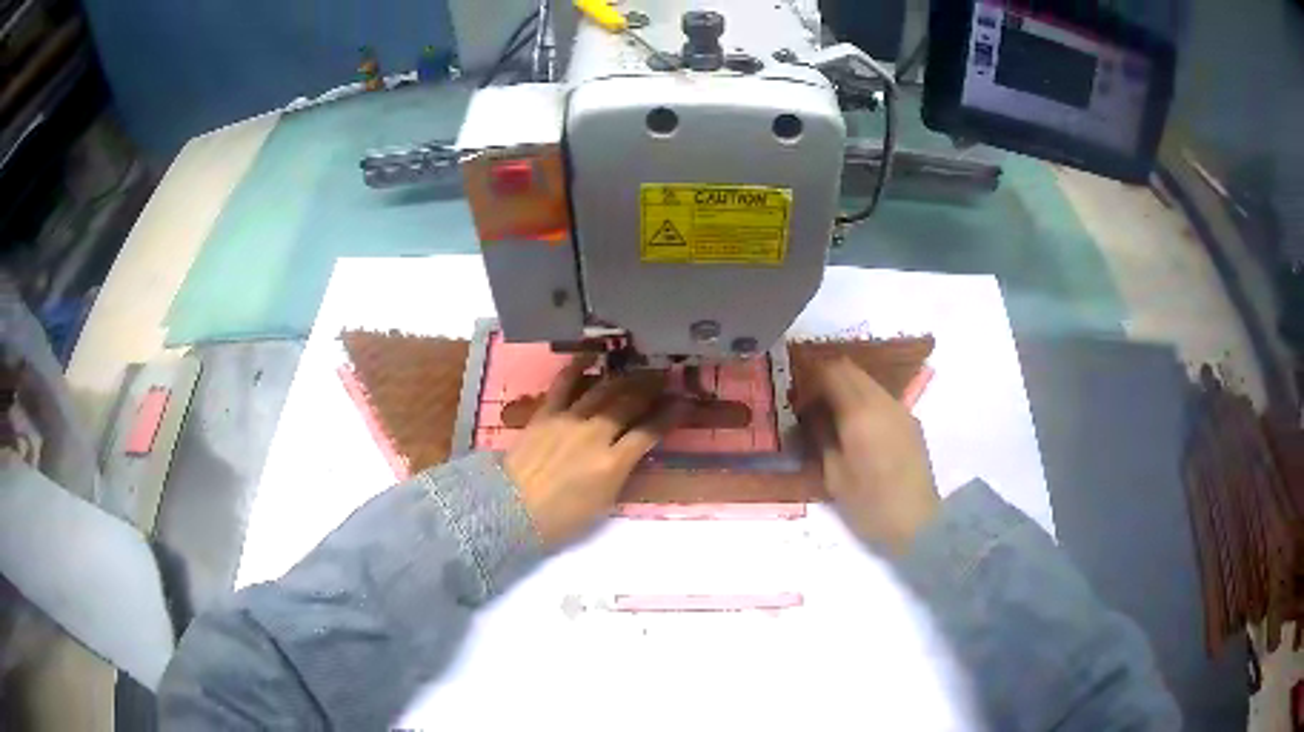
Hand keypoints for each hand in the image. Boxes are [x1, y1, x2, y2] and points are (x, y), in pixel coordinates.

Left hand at [505, 358, 685, 547]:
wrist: (511, 509)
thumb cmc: (560, 518)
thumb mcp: (603, 504)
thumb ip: (621, 474)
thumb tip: (632, 452)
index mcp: (613, 463)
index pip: (650, 432)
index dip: (670, 416)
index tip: (684, 403)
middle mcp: (595, 435)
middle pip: (629, 404)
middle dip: (651, 388)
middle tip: (665, 376)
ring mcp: (569, 419)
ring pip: (603, 389)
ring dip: (625, 376)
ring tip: (639, 366)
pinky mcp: (546, 412)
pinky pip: (564, 383)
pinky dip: (577, 366)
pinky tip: (592, 355)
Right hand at [814, 358, 939, 555]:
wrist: (918, 523)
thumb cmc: (870, 505)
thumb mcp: (834, 475)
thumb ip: (821, 436)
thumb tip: (810, 413)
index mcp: (859, 414)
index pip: (831, 372)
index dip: (810, 380)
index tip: (797, 402)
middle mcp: (882, 402)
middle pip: (850, 369)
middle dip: (826, 380)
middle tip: (810, 406)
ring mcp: (900, 409)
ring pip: (867, 381)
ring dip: (846, 389)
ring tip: (832, 419)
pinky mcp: (910, 421)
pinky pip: (880, 397)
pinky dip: (863, 401)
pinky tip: (856, 429)